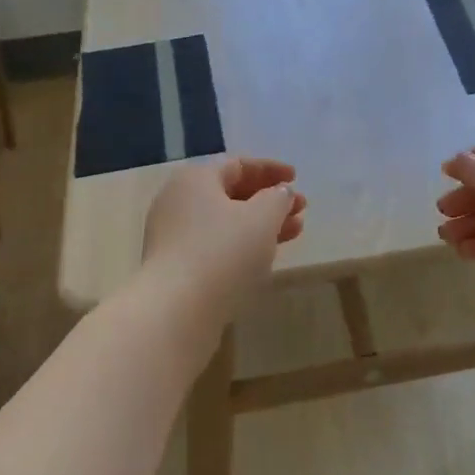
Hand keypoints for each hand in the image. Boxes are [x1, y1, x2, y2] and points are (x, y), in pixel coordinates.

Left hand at [142, 157, 305, 312]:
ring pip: (226, 221)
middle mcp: (178, 201)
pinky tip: (266, 255)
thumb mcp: (262, 218)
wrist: (177, 310)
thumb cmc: (223, 252)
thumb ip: (278, 198)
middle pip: (231, 192)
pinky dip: (243, 244)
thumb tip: (280, 192)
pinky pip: (216, 244)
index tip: (296, 179)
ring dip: (261, 223)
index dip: (270, 169)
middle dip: (269, 199)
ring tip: (294, 232)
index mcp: (195, 179)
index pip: (237, 164)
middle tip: (300, 209)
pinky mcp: (176, 266)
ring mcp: (173, 235)